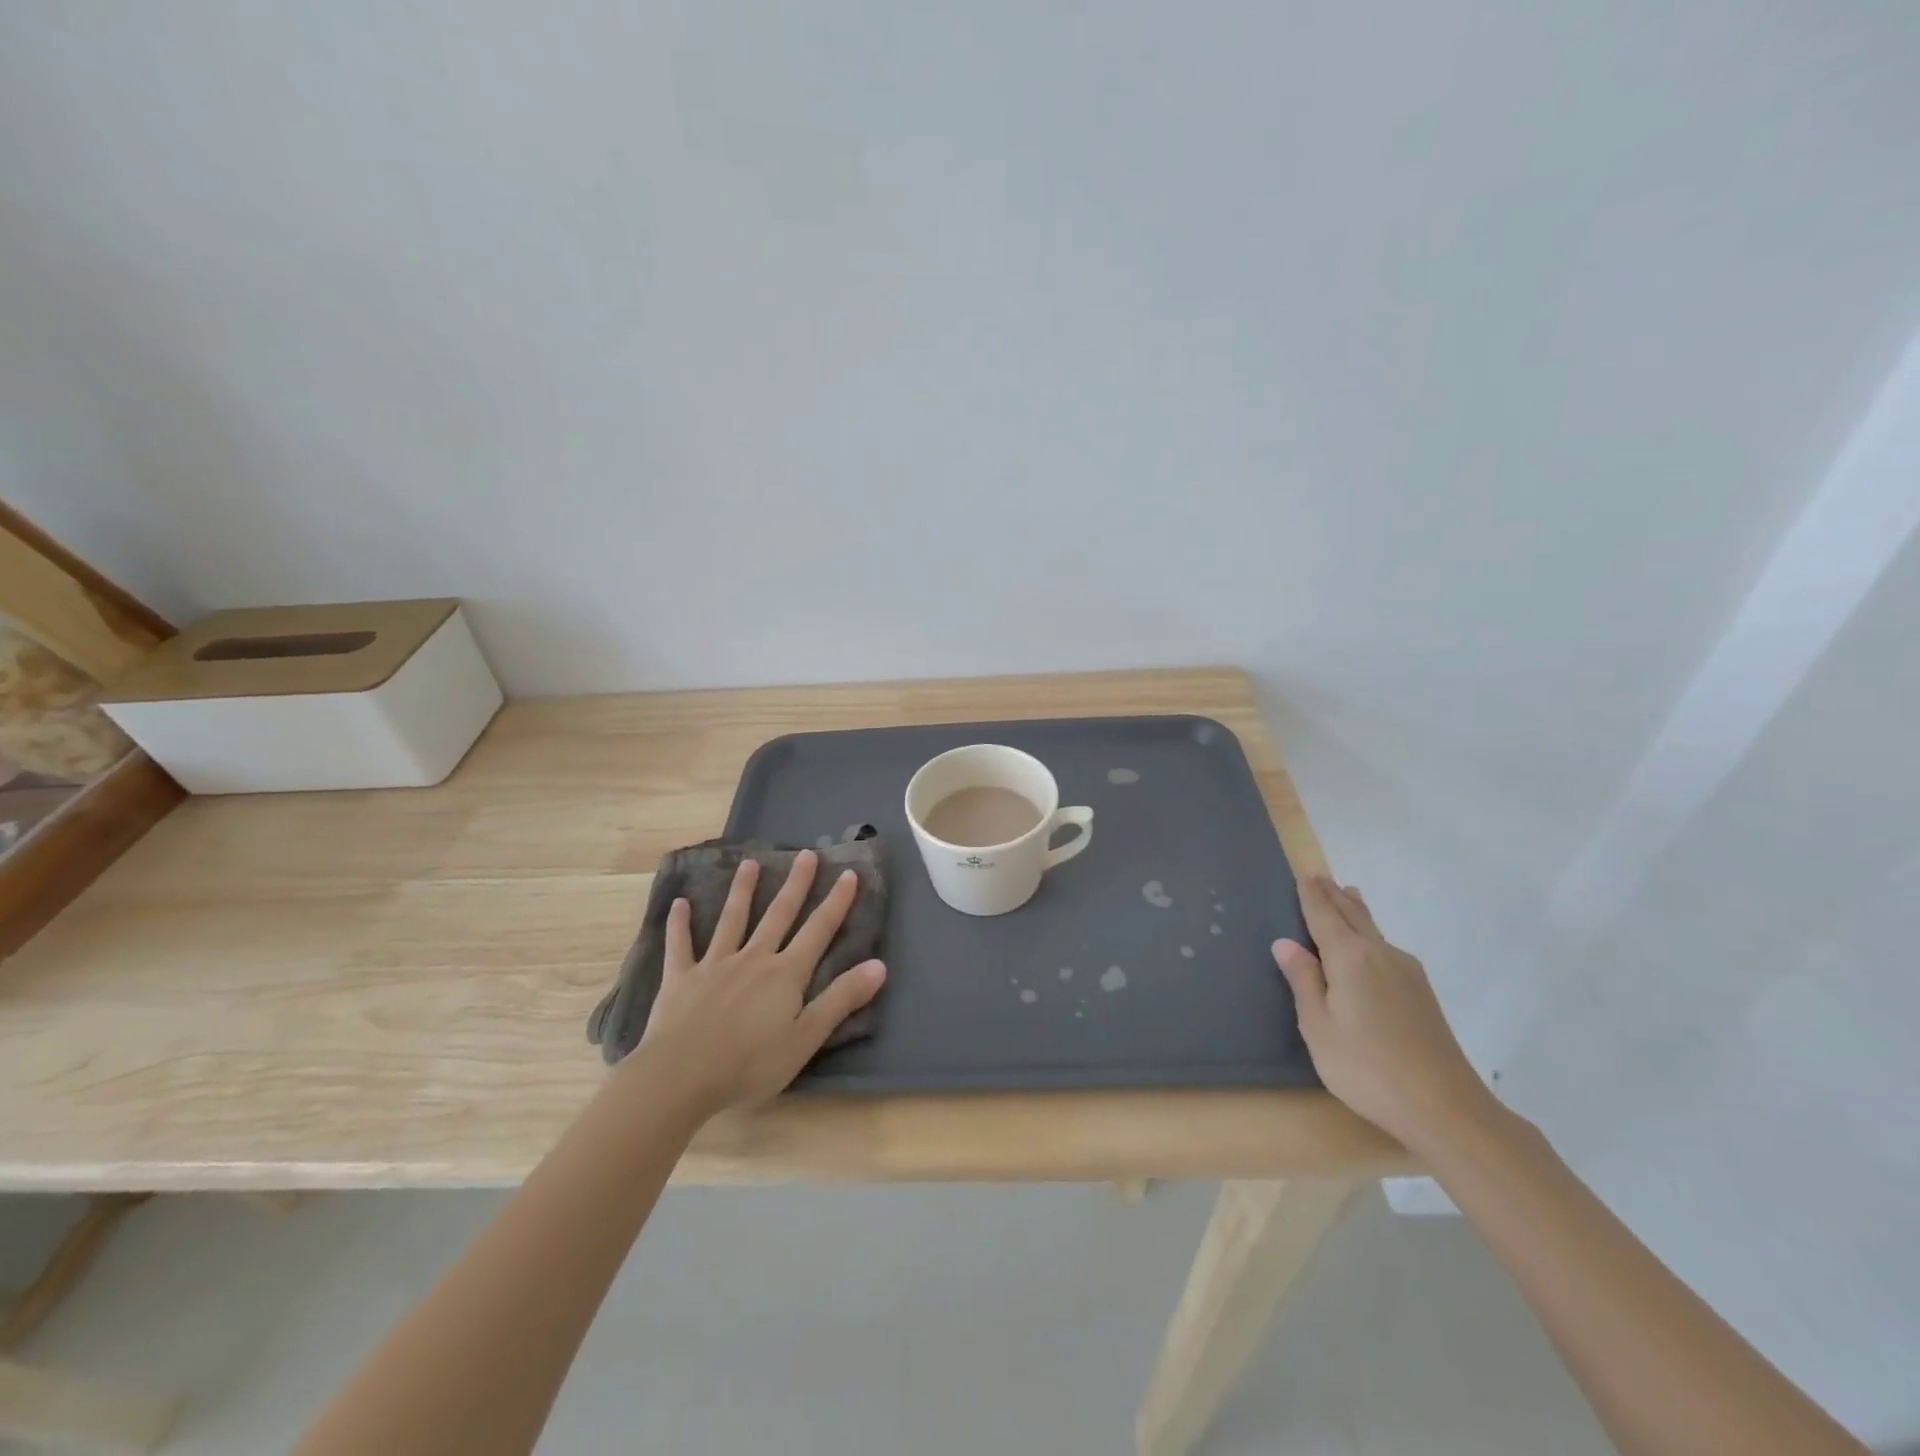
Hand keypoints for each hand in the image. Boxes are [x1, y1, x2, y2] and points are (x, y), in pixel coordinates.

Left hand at [637, 850, 885, 1116]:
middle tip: (806, 854)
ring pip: (732, 920)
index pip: (818, 930)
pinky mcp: (681, 978)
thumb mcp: (805, 1038)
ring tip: (750, 864)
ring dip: (742, 891)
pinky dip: (679, 924)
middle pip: (779, 915)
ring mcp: (715, 965)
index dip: (836, 902)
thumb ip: (841, 999)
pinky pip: (680, 945)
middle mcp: (754, 958)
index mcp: (786, 974)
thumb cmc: (749, 1064)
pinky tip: (679, 903)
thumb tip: (879, 965)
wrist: (680, 1077)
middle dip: (795, 884)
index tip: (848, 873)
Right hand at [1272, 876, 1494, 1150]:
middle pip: (1353, 916)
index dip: (1311, 895)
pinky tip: (1370, 945)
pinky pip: (1387, 948)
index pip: (1324, 916)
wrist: (1446, 1108)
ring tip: (1348, 895)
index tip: (1304, 874)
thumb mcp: (1318, 1027)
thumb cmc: (1367, 1067)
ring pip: (1374, 930)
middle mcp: (1380, 954)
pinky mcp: (1422, 994)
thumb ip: (1303, 981)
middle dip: (1334, 896)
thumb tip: (1285, 943)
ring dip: (1356, 911)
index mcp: (1349, 957)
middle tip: (1320, 877)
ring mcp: (1407, 973)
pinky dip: (1371, 934)